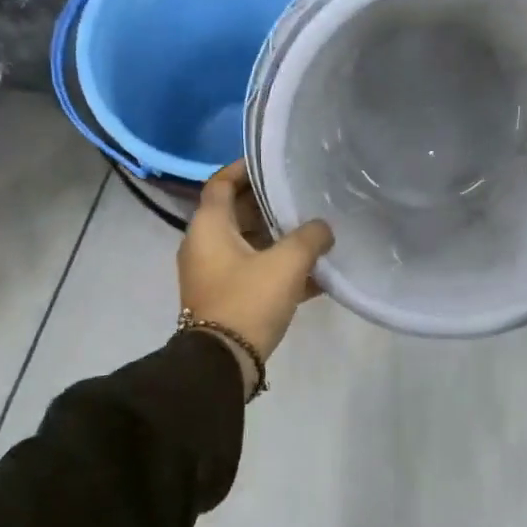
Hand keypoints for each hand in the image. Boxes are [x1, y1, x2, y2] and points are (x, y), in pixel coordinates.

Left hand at [178, 162, 334, 385]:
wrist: (222, 363)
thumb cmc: (248, 301)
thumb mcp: (287, 264)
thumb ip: (310, 237)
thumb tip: (323, 228)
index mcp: (209, 227)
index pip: (220, 183)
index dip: (243, 169)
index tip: (271, 163)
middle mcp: (203, 245)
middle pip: (236, 213)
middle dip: (269, 205)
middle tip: (302, 197)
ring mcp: (212, 273)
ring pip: (247, 244)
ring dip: (277, 238)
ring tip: (314, 233)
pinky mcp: (223, 297)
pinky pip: (252, 271)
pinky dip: (276, 268)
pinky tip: (314, 275)